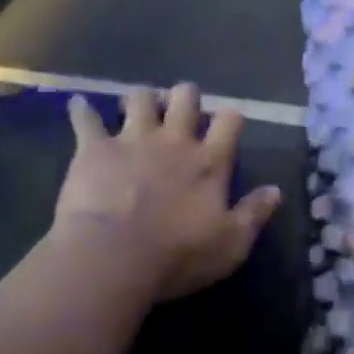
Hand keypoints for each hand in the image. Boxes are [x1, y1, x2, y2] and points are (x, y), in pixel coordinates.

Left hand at [54, 84, 281, 301]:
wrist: (112, 257)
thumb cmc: (177, 256)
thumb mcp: (230, 245)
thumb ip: (254, 214)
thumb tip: (276, 190)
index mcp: (208, 162)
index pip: (229, 122)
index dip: (231, 117)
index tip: (229, 122)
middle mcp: (173, 141)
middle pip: (184, 99)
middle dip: (185, 96)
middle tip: (181, 105)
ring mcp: (132, 140)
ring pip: (139, 99)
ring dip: (140, 98)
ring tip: (137, 105)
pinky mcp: (94, 148)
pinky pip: (85, 119)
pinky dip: (81, 110)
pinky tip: (77, 105)